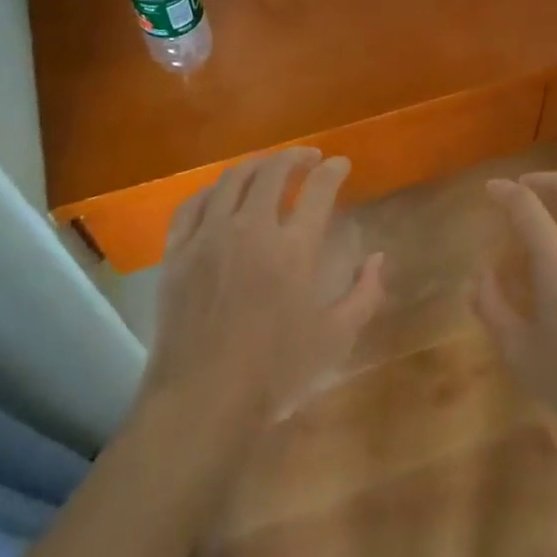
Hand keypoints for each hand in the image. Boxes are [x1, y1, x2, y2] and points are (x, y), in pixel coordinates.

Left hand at [142, 148, 385, 430]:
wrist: (203, 399)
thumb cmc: (276, 372)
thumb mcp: (336, 338)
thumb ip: (364, 294)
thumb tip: (378, 258)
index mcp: (294, 248)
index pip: (319, 189)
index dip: (333, 170)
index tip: (340, 164)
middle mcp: (251, 229)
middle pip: (273, 172)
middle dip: (295, 156)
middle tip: (308, 158)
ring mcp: (208, 237)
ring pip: (231, 180)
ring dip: (255, 166)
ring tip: (268, 167)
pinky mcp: (177, 252)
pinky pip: (191, 205)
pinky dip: (211, 191)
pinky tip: (220, 194)